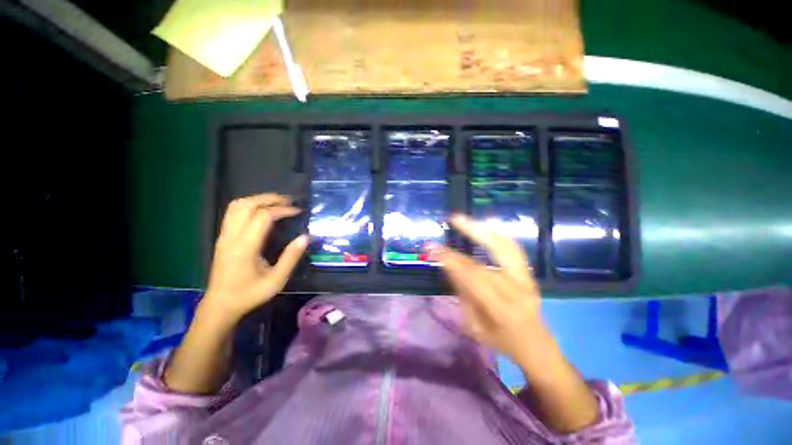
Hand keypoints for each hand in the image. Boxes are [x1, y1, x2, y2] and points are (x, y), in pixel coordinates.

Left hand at [204, 193, 307, 320]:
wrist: (220, 305)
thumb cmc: (249, 294)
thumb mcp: (276, 280)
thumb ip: (291, 257)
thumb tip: (305, 237)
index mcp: (245, 247)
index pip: (263, 217)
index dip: (282, 210)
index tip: (298, 211)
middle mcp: (231, 237)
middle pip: (247, 205)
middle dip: (269, 198)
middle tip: (288, 201)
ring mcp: (224, 236)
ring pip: (236, 206)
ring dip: (257, 199)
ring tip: (276, 203)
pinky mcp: (222, 238)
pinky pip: (233, 212)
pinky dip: (249, 205)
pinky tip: (261, 211)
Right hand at [436, 214, 551, 366]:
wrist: (536, 346)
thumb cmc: (501, 341)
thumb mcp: (474, 325)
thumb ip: (463, 293)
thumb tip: (449, 266)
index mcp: (502, 309)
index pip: (472, 276)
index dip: (451, 259)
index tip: (432, 247)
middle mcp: (518, 289)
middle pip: (491, 255)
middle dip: (470, 234)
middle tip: (453, 219)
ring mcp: (527, 279)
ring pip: (507, 246)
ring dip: (485, 228)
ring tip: (467, 218)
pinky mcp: (529, 273)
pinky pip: (514, 248)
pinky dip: (499, 233)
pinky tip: (488, 222)